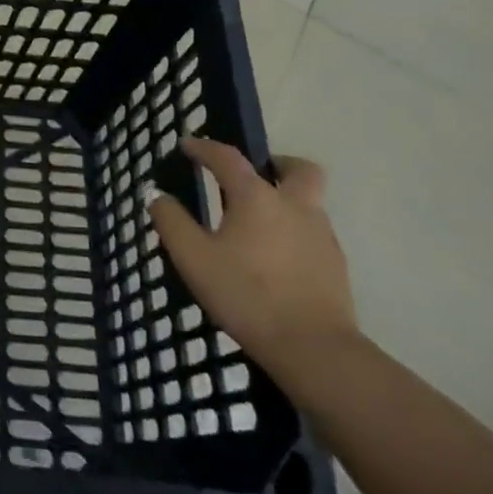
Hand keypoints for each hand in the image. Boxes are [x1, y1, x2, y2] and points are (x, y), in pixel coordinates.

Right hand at [147, 137, 359, 398]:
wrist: (314, 349)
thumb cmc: (246, 295)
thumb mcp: (194, 258)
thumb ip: (172, 222)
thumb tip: (156, 194)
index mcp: (257, 197)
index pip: (228, 158)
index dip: (205, 147)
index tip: (187, 145)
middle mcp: (295, 206)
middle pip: (297, 168)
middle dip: (275, 164)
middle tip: (251, 178)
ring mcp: (321, 235)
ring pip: (309, 201)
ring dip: (285, 200)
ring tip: (256, 225)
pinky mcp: (335, 266)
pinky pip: (313, 232)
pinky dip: (293, 232)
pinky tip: (275, 258)